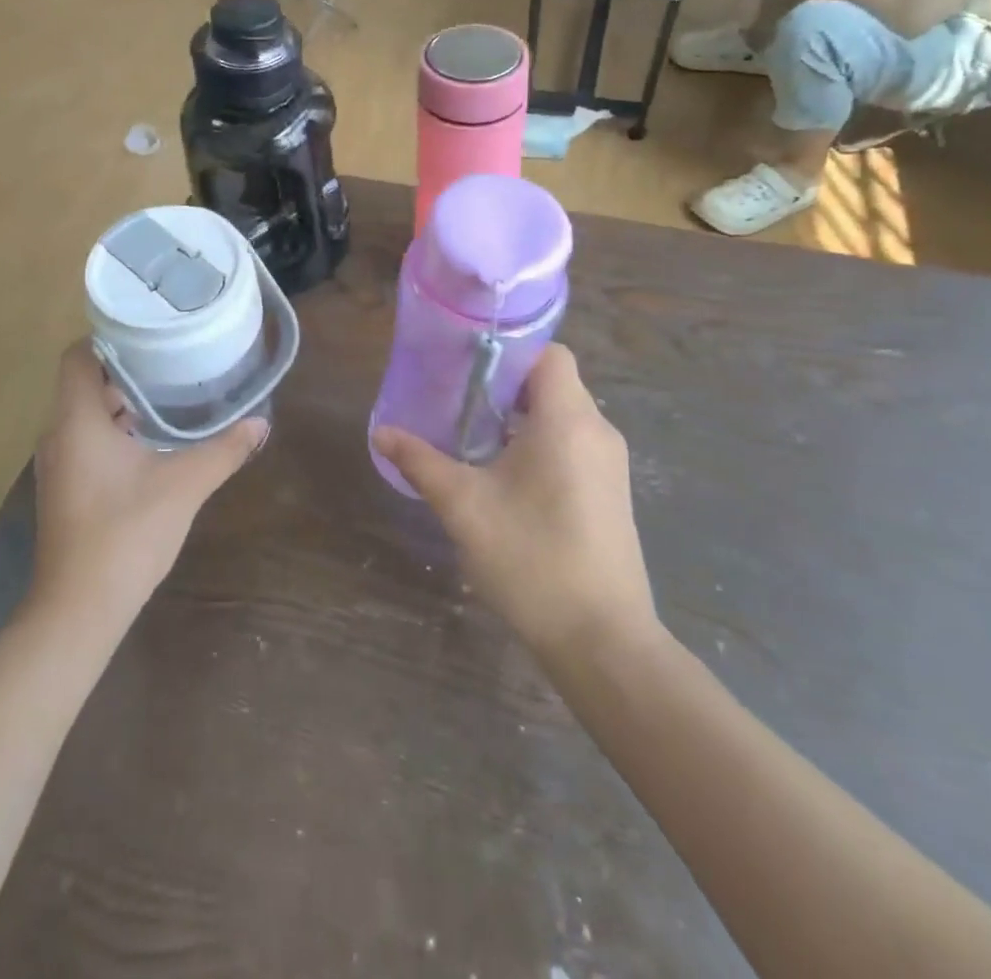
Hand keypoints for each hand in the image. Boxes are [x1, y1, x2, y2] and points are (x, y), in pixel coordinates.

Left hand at [30, 343, 266, 619]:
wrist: (80, 607)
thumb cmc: (128, 532)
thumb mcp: (185, 485)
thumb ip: (224, 450)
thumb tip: (261, 423)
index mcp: (77, 420)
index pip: (78, 356)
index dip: (110, 339)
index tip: (150, 336)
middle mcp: (59, 435)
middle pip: (83, 383)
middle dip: (125, 371)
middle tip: (170, 364)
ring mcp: (57, 465)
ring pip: (85, 415)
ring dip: (120, 404)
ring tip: (167, 398)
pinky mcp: (64, 489)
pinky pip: (85, 441)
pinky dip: (113, 431)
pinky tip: (151, 444)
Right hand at [370, 345, 658, 655]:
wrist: (603, 641)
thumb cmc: (532, 559)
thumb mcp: (464, 506)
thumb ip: (421, 462)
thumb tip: (381, 432)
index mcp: (568, 419)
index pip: (548, 353)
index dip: (508, 350)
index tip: (465, 365)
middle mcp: (597, 430)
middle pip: (552, 382)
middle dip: (504, 385)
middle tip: (456, 399)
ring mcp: (608, 464)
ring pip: (562, 416)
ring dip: (519, 417)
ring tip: (471, 435)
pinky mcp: (609, 492)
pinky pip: (572, 444)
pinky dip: (539, 443)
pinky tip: (503, 475)